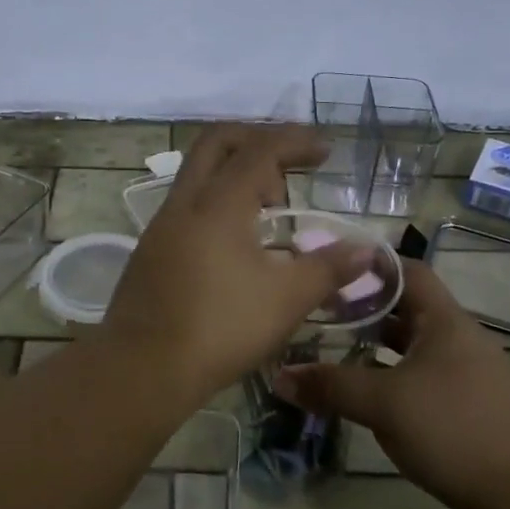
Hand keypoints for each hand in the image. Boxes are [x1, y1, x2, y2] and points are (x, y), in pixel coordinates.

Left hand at [98, 125, 378, 407]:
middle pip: (217, 143)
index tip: (325, 149)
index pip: (260, 150)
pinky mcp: (150, 250)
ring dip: (236, 173)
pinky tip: (238, 239)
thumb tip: (366, 250)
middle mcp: (185, 202)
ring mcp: (162, 225)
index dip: (295, 141)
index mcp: (219, 203)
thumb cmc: (221, 328)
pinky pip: (188, 204)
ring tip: (272, 206)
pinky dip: (218, 201)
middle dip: (258, 139)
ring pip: (198, 173)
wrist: (142, 369)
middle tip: (291, 164)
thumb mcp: (286, 299)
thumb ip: (328, 268)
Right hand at [274, 260, 509, 508]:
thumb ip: (331, 385)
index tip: (332, 270)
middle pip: (409, 309)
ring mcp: (470, 374)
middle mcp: (461, 339)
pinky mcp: (472, 406)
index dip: (371, 266)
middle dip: (367, 309)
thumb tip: (279, 375)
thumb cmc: (452, 429)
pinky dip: (396, 375)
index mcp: (445, 322)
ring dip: (380, 347)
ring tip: (338, 351)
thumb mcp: (383, 403)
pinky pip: (426, 376)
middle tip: (323, 313)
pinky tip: (371, 394)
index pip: (409, 272)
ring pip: (416, 347)